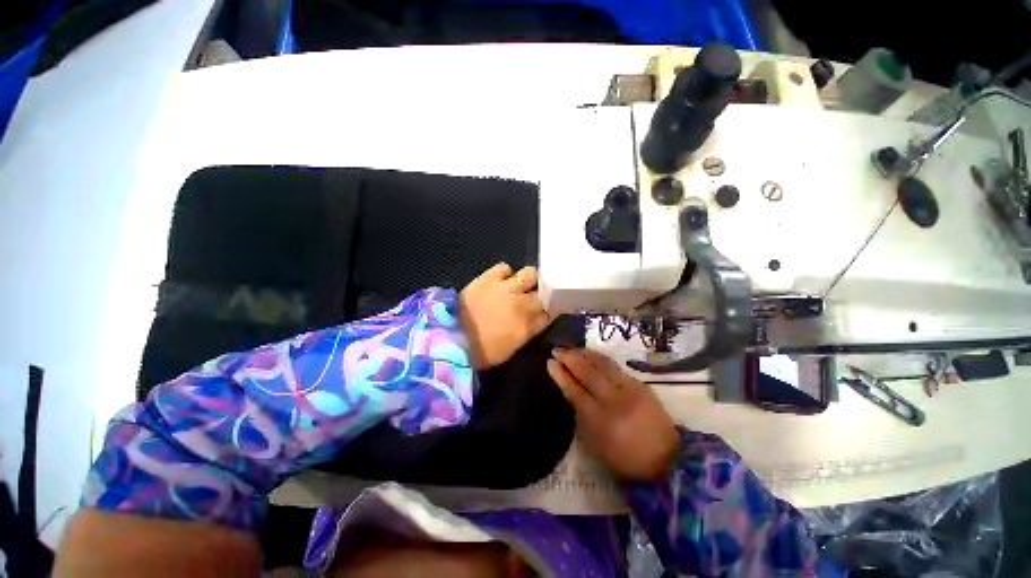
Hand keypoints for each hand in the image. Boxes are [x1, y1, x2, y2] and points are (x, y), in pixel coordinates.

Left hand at [459, 263, 551, 370]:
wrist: (451, 338)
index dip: (552, 308)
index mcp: (528, 325)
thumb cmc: (481, 351)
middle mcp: (522, 303)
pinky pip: (505, 267)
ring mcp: (506, 288)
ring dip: (528, 280)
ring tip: (519, 285)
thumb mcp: (511, 348)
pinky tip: (500, 280)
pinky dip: (505, 273)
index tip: (549, 307)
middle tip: (534, 295)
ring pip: (530, 273)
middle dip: (542, 292)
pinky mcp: (489, 278)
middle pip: (545, 290)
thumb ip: (527, 331)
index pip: (551, 311)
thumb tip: (535, 319)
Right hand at [547, 349, 679, 482]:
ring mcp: (629, 389)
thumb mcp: (595, 445)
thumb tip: (570, 390)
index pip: (574, 390)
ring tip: (571, 348)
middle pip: (587, 372)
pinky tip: (590, 354)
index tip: (549, 362)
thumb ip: (580, 416)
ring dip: (583, 353)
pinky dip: (599, 357)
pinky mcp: (639, 383)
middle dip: (569, 358)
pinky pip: (614, 365)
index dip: (561, 375)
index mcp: (600, 420)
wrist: (667, 458)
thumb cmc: (625, 457)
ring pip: (602, 364)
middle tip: (556, 350)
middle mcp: (614, 400)